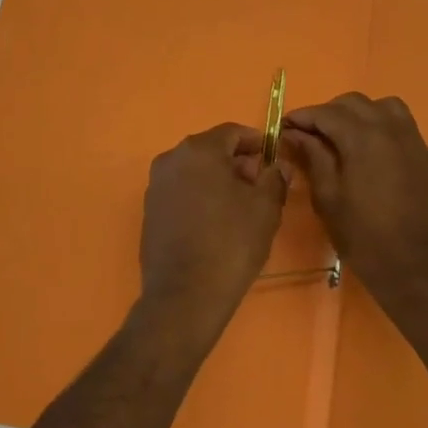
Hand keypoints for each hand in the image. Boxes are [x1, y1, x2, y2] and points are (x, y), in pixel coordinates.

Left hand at [137, 123, 287, 342]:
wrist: (185, 294)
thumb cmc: (230, 243)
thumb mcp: (265, 209)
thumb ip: (274, 179)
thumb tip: (277, 166)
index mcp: (198, 150)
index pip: (232, 132)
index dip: (256, 142)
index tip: (273, 158)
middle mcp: (171, 159)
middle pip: (211, 150)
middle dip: (237, 162)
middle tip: (261, 185)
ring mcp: (156, 185)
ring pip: (194, 171)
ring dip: (218, 180)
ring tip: (241, 207)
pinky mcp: (150, 210)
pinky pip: (181, 191)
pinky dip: (200, 196)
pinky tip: (216, 222)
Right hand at [281, 93, 427, 312]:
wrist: (416, 270)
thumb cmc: (363, 237)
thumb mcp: (328, 198)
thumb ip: (312, 157)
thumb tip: (295, 133)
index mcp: (363, 138)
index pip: (327, 113)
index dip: (303, 117)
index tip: (285, 127)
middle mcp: (391, 130)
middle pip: (355, 103)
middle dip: (329, 112)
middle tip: (311, 134)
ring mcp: (414, 142)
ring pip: (384, 107)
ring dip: (359, 113)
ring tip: (344, 136)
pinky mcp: (426, 158)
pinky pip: (402, 126)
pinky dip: (381, 126)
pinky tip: (371, 153)